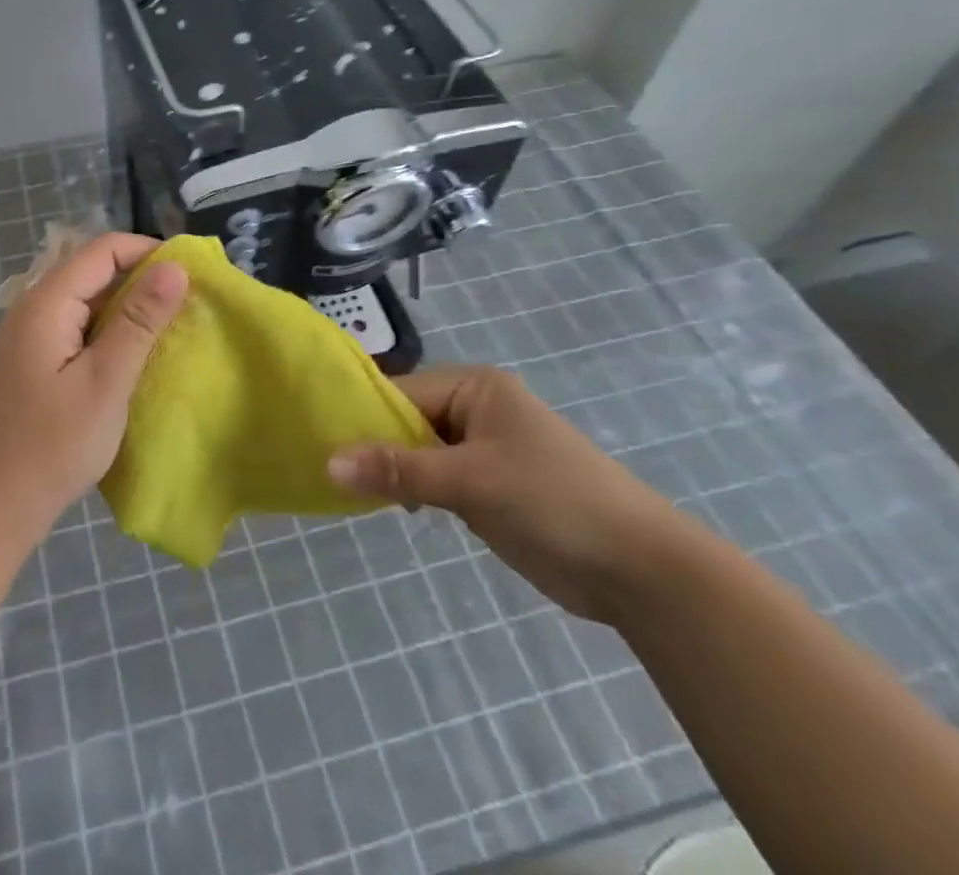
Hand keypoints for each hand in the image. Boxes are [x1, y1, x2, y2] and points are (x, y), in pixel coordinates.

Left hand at [0, 233, 187, 536]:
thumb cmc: (51, 446)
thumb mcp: (105, 382)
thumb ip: (139, 321)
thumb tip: (174, 267)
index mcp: (46, 303)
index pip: (102, 249)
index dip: (147, 252)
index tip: (189, 276)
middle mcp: (32, 309)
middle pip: (91, 272)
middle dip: (140, 281)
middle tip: (185, 308)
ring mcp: (27, 337)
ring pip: (85, 303)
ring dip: (126, 310)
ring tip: (167, 332)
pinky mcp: (30, 363)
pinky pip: (74, 330)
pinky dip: (106, 334)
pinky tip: (130, 360)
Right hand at [327, 364, 695, 621]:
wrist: (641, 571)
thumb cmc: (555, 501)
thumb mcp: (472, 481)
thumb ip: (399, 470)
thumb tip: (327, 463)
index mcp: (475, 387)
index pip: (402, 392)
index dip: (361, 416)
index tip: (318, 439)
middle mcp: (475, 409)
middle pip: (406, 420)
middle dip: (373, 445)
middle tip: (323, 468)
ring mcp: (481, 450)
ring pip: (417, 452)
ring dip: (389, 470)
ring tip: (342, 487)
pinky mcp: (486, 488)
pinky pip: (433, 479)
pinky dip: (410, 490)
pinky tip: (382, 504)